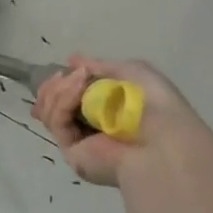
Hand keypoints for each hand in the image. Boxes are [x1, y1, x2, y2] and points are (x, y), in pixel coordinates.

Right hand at [31, 54, 185, 186]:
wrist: (164, 139)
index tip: (65, 70)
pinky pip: (57, 121)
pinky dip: (63, 100)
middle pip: (50, 104)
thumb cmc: (156, 105)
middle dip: (53, 86)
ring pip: (48, 111)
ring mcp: (78, 141)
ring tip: (79, 79)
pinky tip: (78, 88)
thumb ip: (101, 66)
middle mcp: (88, 128)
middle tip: (63, 75)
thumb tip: (71, 60)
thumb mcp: (132, 72)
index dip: (60, 83)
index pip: (67, 97)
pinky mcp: (71, 152)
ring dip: (59, 89)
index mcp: (104, 112)